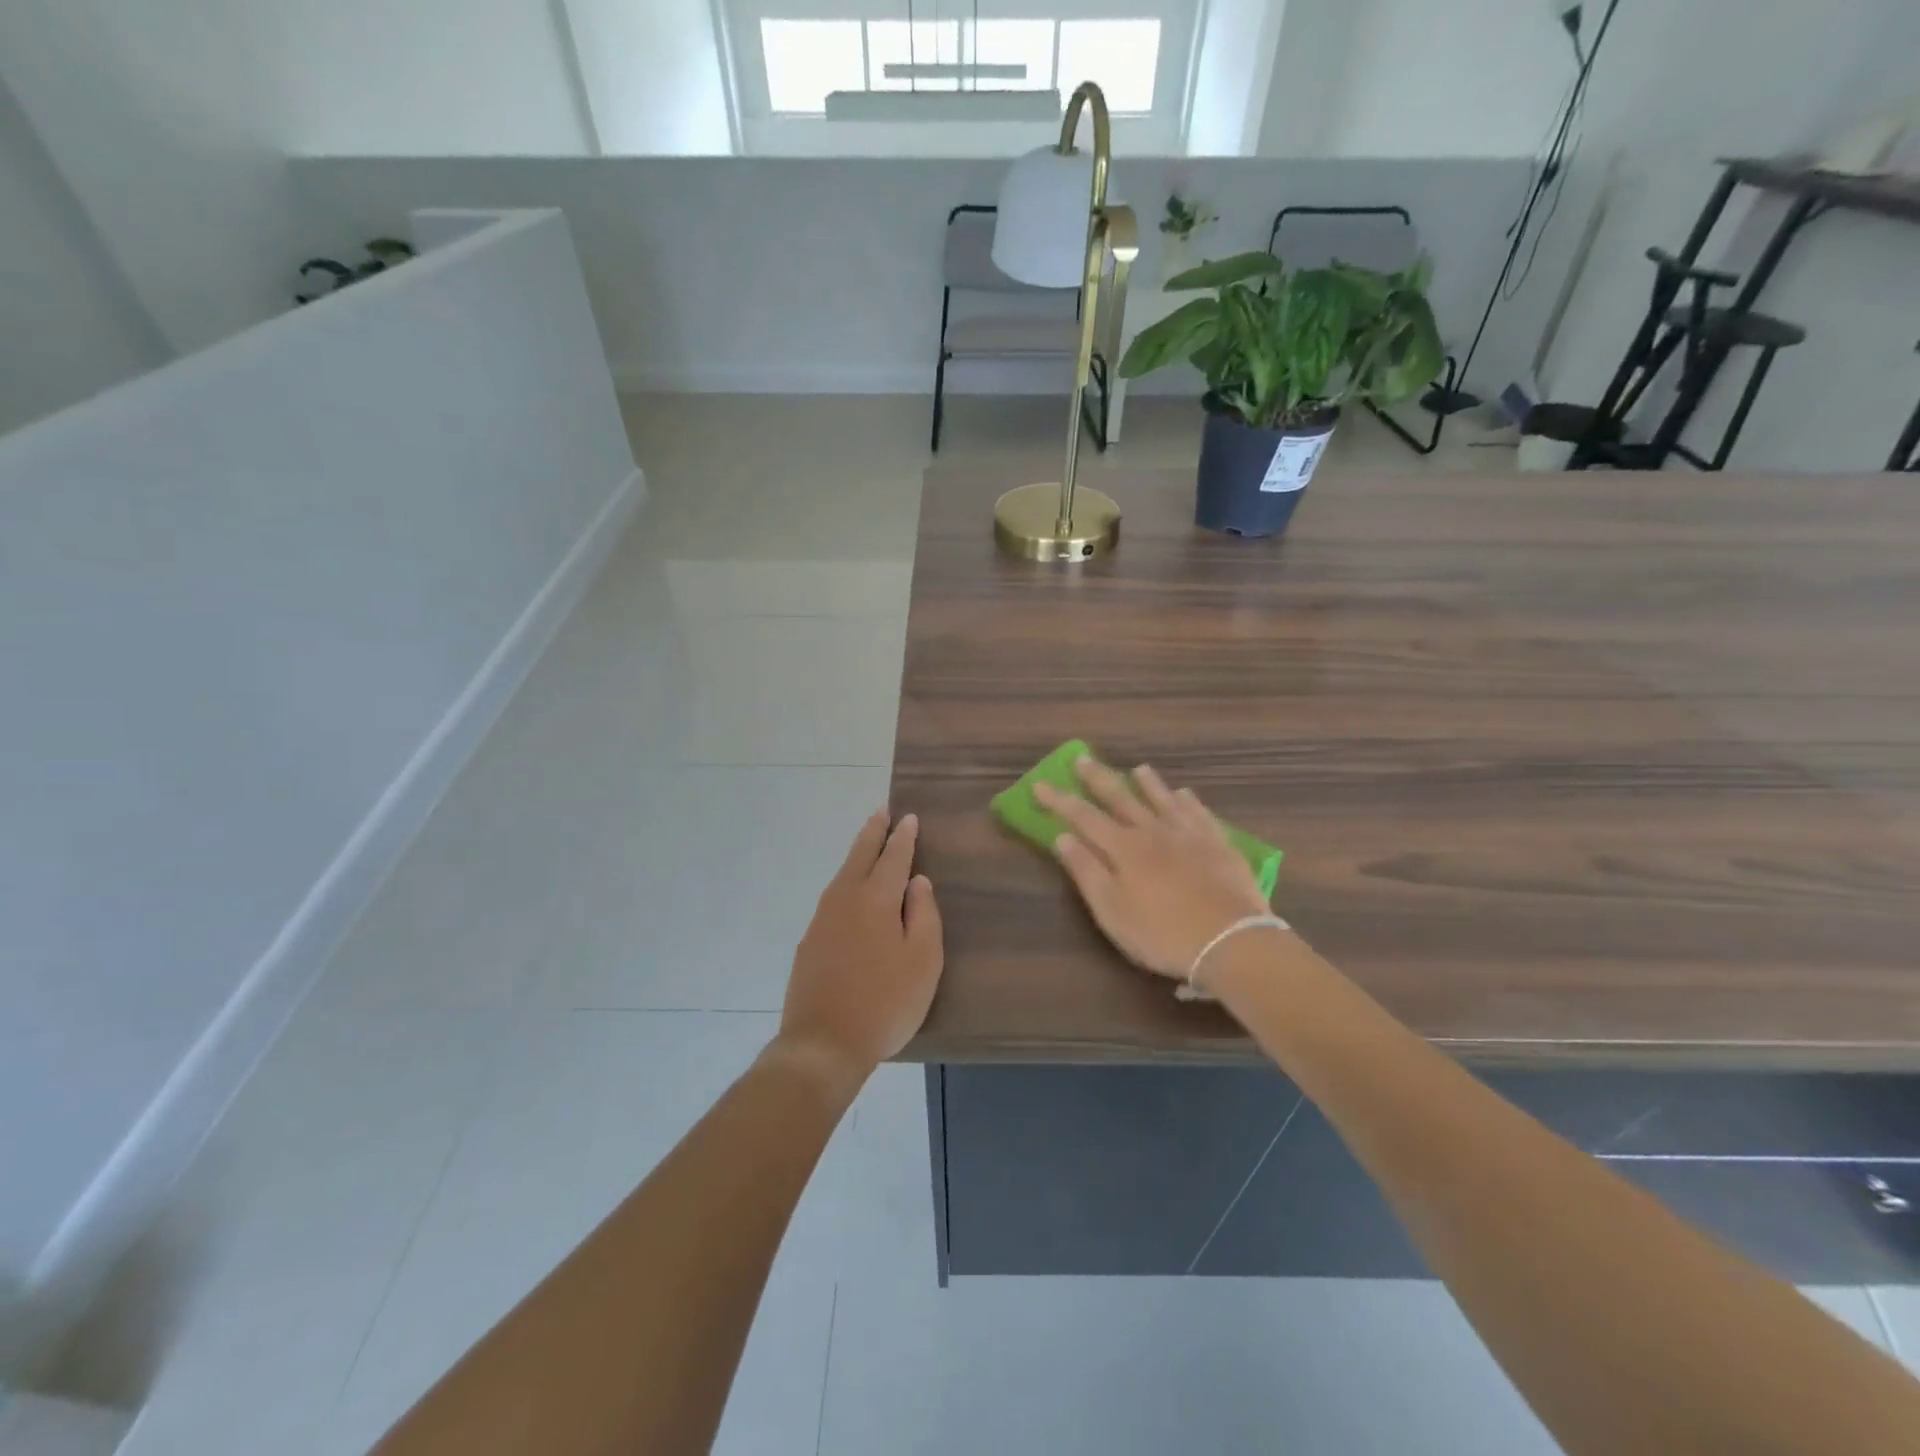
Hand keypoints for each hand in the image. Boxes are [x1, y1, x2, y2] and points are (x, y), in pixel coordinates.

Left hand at [776, 810, 943, 1089]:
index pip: (893, 857)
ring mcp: (822, 919)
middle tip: (882, 812)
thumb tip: (918, 881)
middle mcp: (845, 899)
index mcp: (876, 899)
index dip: (904, 837)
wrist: (823, 1043)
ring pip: (842, 874)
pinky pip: (833, 896)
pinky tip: (850, 891)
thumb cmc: (885, 1002)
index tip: (909, 818)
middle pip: (860, 855)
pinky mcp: (809, 940)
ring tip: (868, 844)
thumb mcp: (922, 961)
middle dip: (873, 832)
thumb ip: (924, 915)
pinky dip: (846, 881)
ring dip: (857, 854)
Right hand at [1035, 758, 1271, 981]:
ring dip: (1148, 783)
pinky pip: (1199, 813)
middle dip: (1098, 779)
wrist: (1231, 940)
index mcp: (1123, 848)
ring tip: (1138, 769)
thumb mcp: (1112, 911)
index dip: (1059, 801)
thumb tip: (1062, 837)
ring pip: (1163, 799)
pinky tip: (1185, 794)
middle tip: (1083, 759)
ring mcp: (1189, 834)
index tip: (1040, 785)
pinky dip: (1188, 801)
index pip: (1083, 817)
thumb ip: (1086, 872)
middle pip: (1121, 798)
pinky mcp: (1218, 844)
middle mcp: (1153, 831)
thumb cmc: (1161, 933)